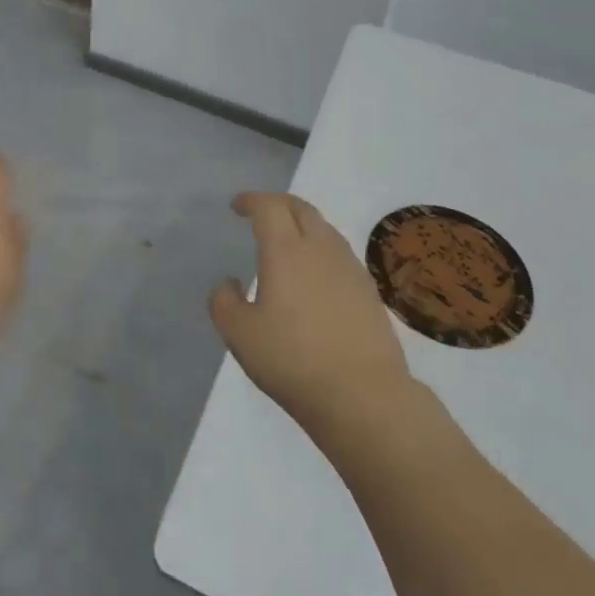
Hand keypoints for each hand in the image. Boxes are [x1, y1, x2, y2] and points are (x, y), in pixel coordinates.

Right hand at [211, 192, 415, 437]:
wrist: (364, 395)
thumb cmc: (293, 360)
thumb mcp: (240, 335)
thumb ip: (224, 303)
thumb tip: (229, 283)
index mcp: (286, 251)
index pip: (268, 207)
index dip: (251, 201)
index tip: (237, 206)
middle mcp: (320, 249)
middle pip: (301, 208)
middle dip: (278, 203)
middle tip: (261, 212)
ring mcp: (350, 268)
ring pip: (324, 229)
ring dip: (302, 224)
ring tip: (287, 241)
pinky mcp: (369, 291)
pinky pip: (340, 253)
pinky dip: (321, 248)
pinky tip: (315, 274)